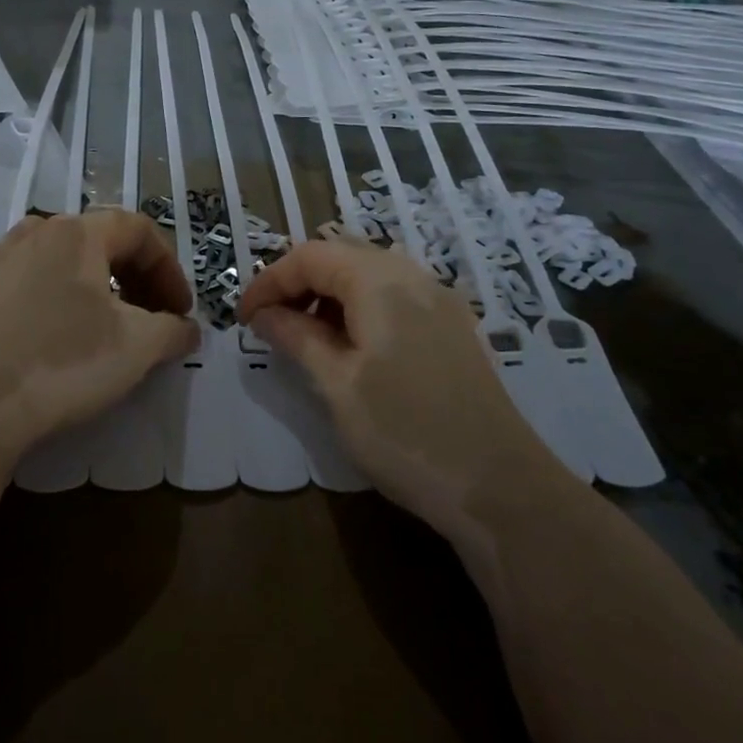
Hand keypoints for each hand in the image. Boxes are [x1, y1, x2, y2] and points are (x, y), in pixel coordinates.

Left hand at [0, 210, 198, 483]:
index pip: (139, 231)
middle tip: (150, 315)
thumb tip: (187, 328)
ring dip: (83, 272)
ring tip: (97, 306)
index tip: (180, 311)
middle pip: (97, 237)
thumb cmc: (67, 364)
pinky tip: (29, 294)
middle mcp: (35, 233)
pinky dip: (26, 275)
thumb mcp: (139, 347)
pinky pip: (2, 266)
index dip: (169, 268)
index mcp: (78, 234)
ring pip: (49, 247)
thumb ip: (174, 329)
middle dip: (133, 273)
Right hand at [239, 239, 559, 549]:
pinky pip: (394, 298)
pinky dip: (360, 310)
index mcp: (380, 280)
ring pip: (369, 276)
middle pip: (341, 256)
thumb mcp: (337, 384)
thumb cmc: (405, 432)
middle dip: (298, 284)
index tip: (243, 319)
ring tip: (305, 340)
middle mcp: (413, 276)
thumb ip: (296, 337)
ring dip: (329, 297)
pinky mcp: (453, 329)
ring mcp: (440, 302)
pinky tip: (351, 351)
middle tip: (270, 325)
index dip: (269, 281)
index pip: (309, 256)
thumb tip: (264, 314)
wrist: (500, 487)